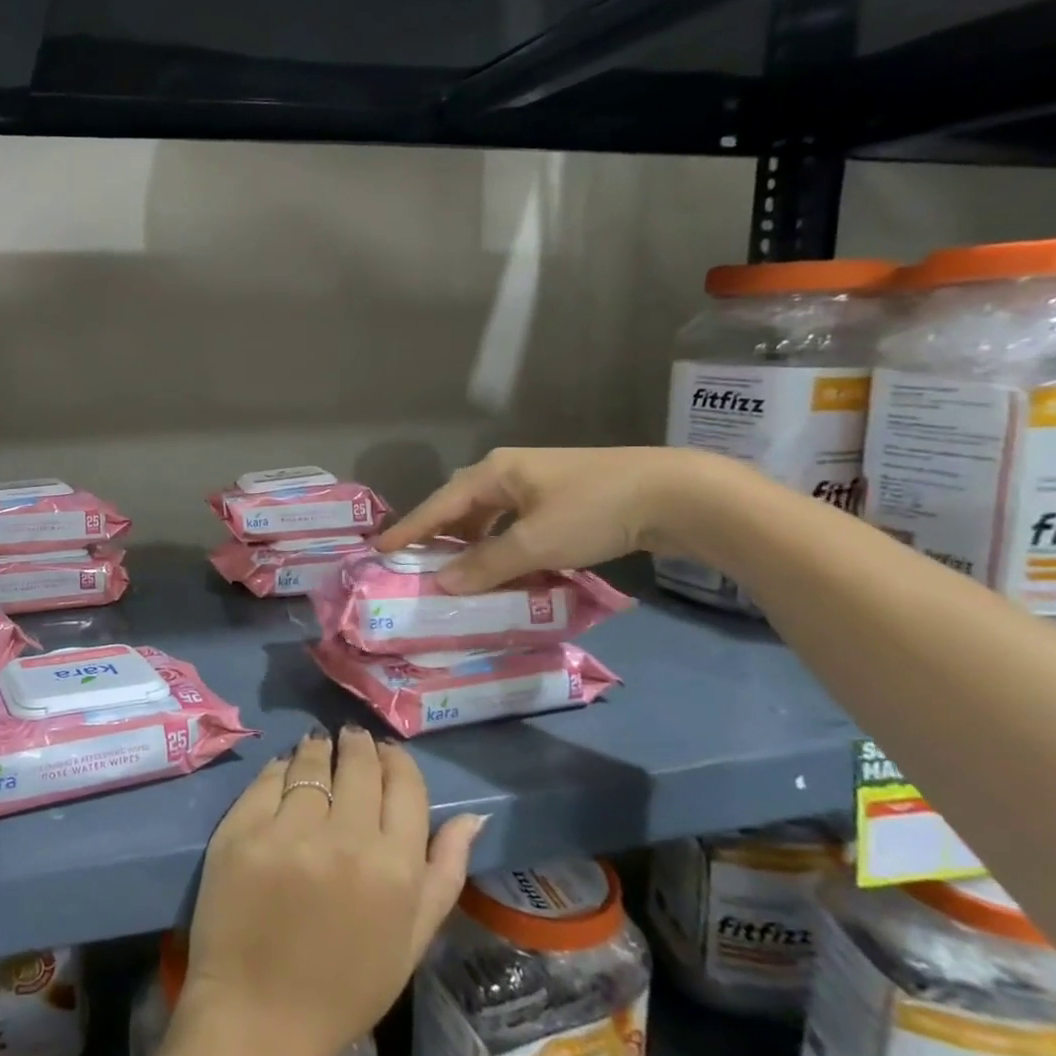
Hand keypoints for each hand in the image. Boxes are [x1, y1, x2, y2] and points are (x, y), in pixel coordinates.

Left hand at [177, 728, 484, 1055]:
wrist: (258, 1017)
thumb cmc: (344, 987)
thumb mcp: (411, 941)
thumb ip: (444, 874)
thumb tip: (472, 816)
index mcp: (394, 869)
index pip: (404, 784)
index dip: (396, 760)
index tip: (387, 752)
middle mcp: (344, 839)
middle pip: (357, 763)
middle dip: (358, 744)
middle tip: (352, 740)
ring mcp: (288, 831)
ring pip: (311, 761)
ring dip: (319, 748)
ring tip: (319, 746)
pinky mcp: (242, 829)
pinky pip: (269, 777)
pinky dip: (281, 768)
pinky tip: (285, 769)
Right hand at [374, 445, 717, 593]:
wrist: (677, 494)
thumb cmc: (594, 511)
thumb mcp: (535, 542)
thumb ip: (487, 564)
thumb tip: (443, 584)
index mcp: (495, 471)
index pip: (439, 503)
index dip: (409, 528)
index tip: (379, 547)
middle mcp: (512, 470)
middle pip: (462, 504)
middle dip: (440, 533)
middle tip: (418, 561)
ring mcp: (541, 482)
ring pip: (492, 514)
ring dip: (474, 542)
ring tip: (459, 569)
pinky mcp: (567, 497)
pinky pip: (518, 522)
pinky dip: (504, 543)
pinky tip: (507, 564)